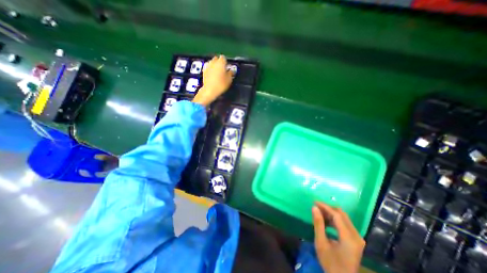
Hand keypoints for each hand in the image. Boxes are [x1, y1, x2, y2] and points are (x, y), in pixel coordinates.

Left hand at [192, 54, 233, 106]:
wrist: (209, 90)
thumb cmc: (221, 84)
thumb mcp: (229, 80)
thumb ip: (231, 73)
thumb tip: (231, 70)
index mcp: (221, 62)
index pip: (223, 58)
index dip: (225, 62)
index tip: (227, 67)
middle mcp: (213, 62)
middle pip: (217, 59)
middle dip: (219, 62)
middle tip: (222, 70)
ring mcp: (207, 65)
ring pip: (212, 62)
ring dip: (214, 65)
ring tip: (217, 72)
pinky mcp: (203, 70)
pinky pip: (208, 67)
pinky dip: (210, 69)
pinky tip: (212, 75)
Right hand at [312, 202, 364, 272]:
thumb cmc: (330, 263)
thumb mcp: (321, 243)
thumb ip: (318, 224)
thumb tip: (314, 208)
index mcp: (349, 238)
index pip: (337, 215)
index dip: (325, 206)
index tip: (314, 202)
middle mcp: (356, 236)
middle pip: (342, 214)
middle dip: (328, 208)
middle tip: (316, 207)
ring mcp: (358, 238)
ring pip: (344, 218)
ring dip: (331, 214)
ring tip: (319, 214)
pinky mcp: (356, 240)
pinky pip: (345, 223)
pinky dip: (335, 220)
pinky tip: (326, 222)